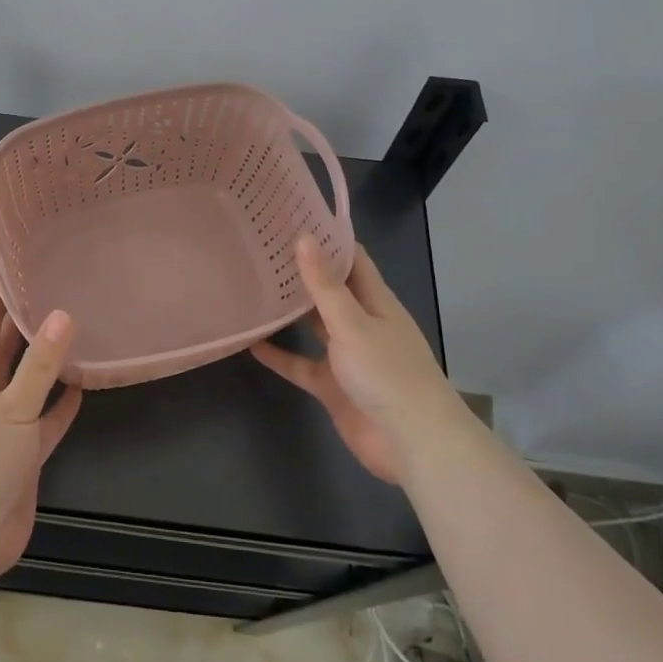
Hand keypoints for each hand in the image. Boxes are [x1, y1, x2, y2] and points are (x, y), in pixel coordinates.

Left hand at [0, 272, 82, 574]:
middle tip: (52, 283)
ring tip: (74, 327)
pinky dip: (60, 404)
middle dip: (24, 318)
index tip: (10, 257)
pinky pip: (44, 419)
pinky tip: (81, 387)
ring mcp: (2, 424)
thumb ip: (39, 365)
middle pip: (6, 347)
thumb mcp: (12, 408)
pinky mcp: (21, 452)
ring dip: (46, 360)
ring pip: (27, 381)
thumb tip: (62, 314)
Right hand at [252, 236, 459, 484]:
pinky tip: (250, 343)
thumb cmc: (388, 373)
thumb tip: (304, 236)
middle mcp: (361, 323)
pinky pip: (300, 365)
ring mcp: (346, 356)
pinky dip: (279, 356)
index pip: (352, 260)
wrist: (412, 443)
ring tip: (252, 287)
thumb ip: (325, 284)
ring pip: (313, 326)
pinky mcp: (332, 386)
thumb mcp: (353, 323)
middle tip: (261, 248)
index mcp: (376, 302)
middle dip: (302, 272)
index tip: (293, 218)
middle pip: (330, 290)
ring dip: (289, 311)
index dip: (327, 239)